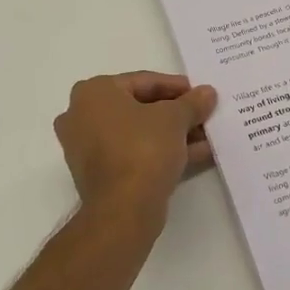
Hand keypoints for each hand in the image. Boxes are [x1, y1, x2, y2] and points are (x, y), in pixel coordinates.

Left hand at [53, 72, 217, 226]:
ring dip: (172, 134)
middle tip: (202, 115)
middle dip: (175, 113)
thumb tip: (207, 93)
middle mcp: (81, 116)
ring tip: (206, 136)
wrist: (123, 208)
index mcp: (93, 92)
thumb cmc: (143, 149)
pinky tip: (196, 154)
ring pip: (138, 133)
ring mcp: (86, 148)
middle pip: (139, 108)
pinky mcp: (98, 174)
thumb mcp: (175, 118)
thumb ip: (192, 102)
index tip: (200, 94)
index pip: (143, 81)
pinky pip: (133, 153)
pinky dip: (160, 151)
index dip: (176, 87)